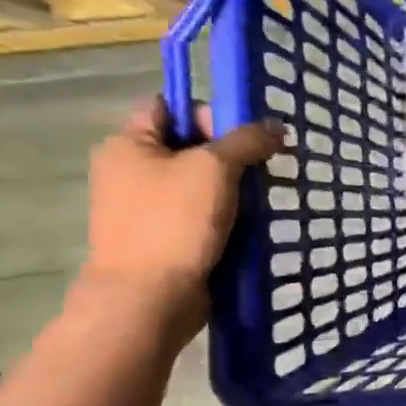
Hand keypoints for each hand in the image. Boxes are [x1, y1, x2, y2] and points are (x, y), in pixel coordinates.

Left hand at [82, 98, 282, 329]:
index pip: (170, 107)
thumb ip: (247, 140)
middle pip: (190, 147)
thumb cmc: (174, 223)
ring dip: (233, 191)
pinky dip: (227, 218)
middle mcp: (130, 171)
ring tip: (261, 202)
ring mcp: (145, 208)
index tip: (244, 136)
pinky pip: (202, 216)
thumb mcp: (215, 168)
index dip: (208, 114)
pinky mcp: (163, 239)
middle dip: (231, 156)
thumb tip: (277, 126)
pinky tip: (250, 227)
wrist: (149, 297)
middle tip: (262, 170)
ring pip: (200, 185)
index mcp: (128, 144)